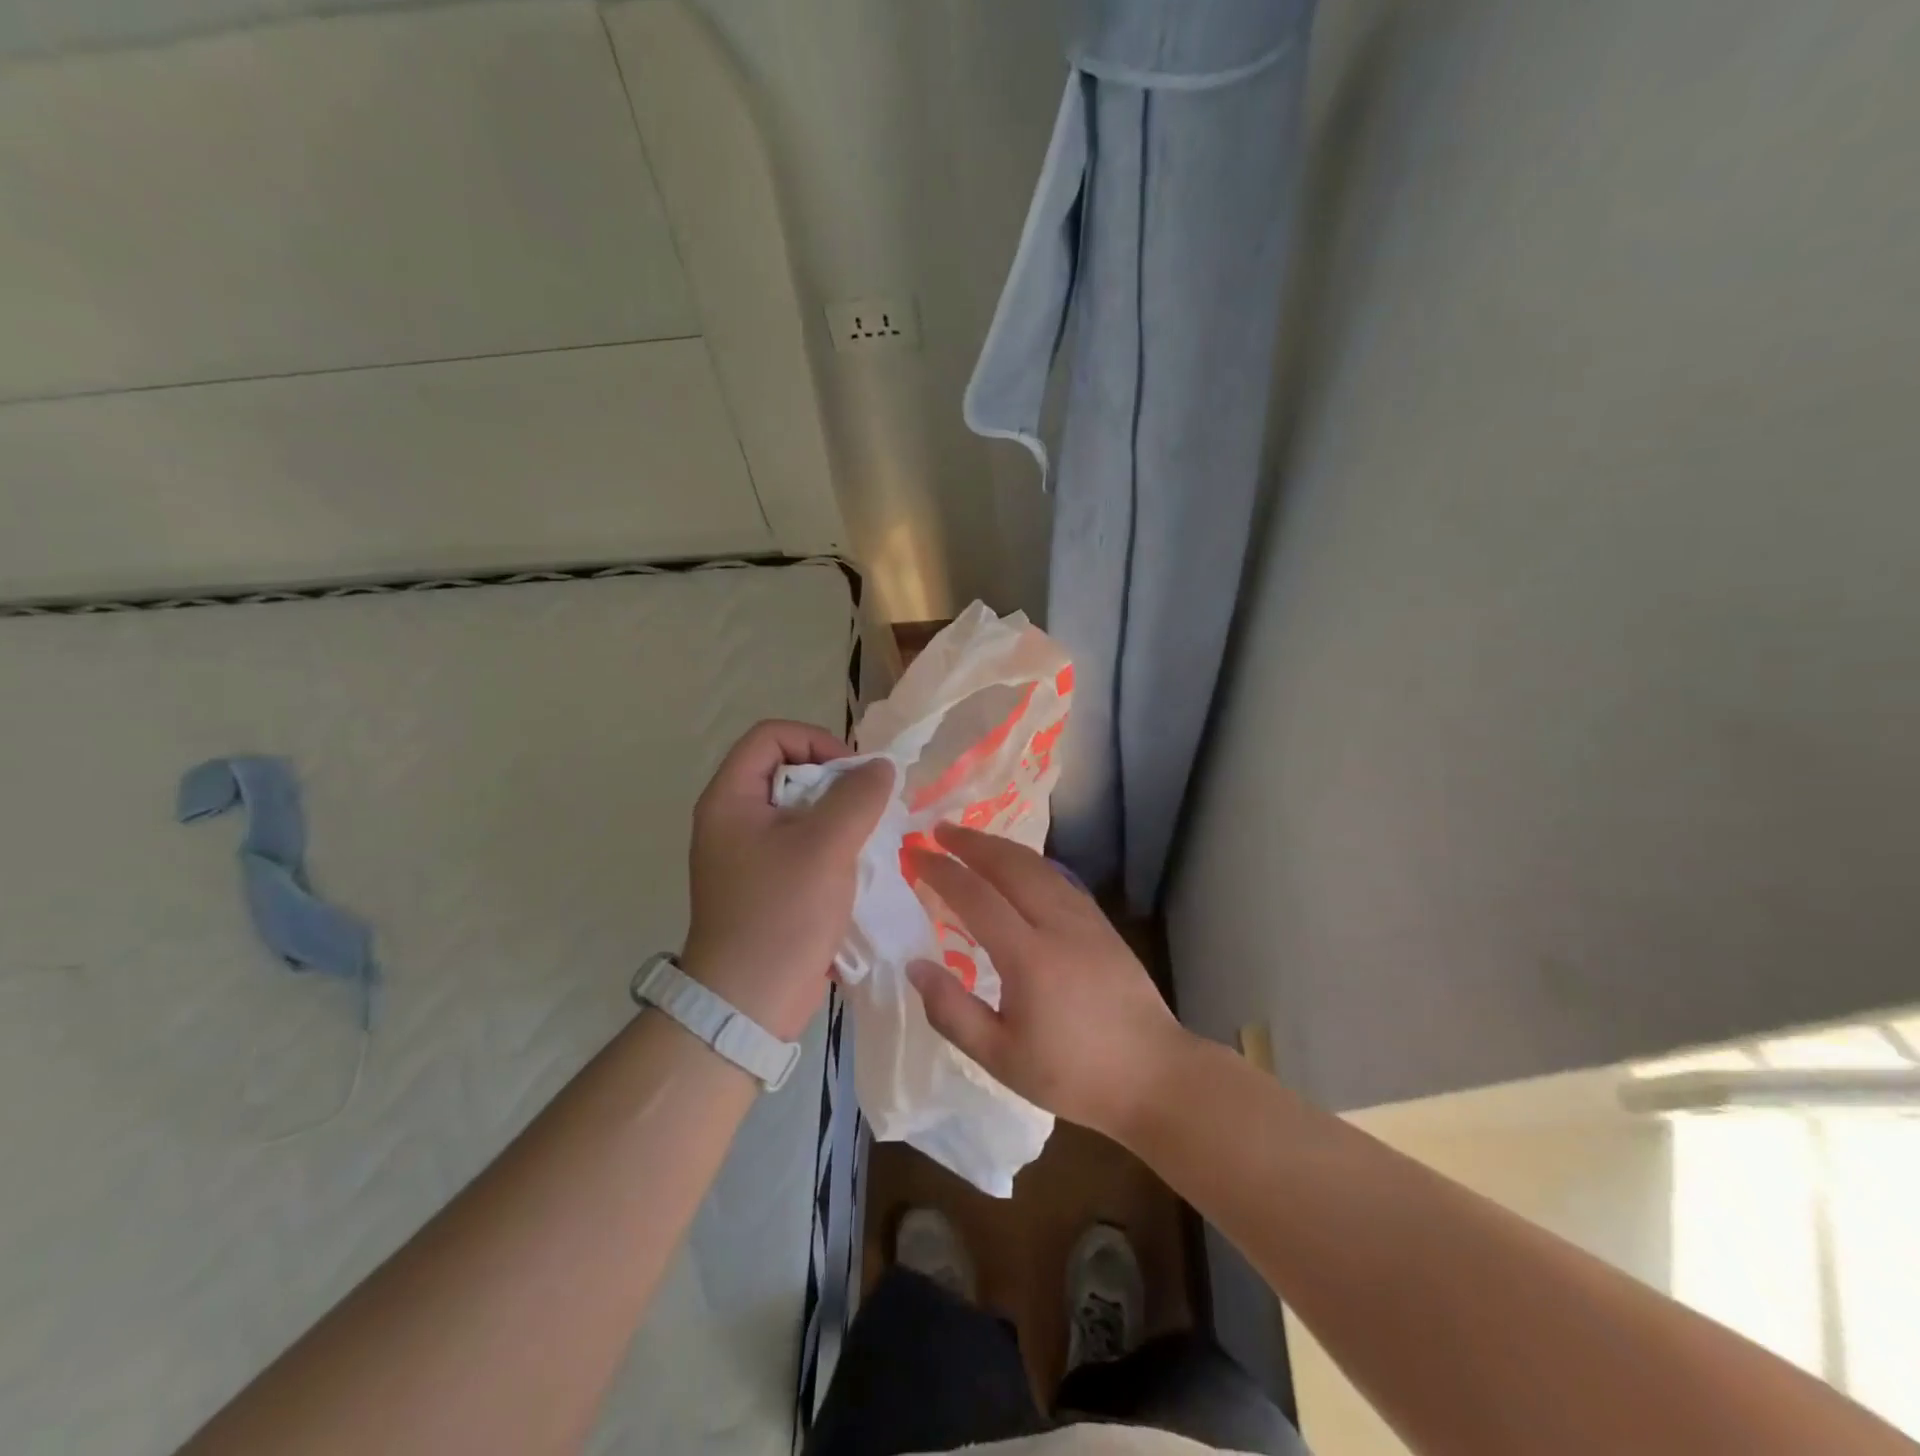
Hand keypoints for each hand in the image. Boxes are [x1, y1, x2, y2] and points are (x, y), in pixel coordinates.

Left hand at [682, 720, 892, 1040]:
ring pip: (799, 809)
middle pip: (787, 770)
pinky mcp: (765, 882)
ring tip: (868, 835)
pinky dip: (831, 843)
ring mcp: (748, 853)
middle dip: (834, 780)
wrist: (750, 1001)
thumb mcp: (826, 845)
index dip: (816, 740)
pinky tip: (857, 863)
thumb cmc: (783, 913)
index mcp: (730, 799)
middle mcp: (733, 819)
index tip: (854, 773)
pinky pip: (801, 843)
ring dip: (838, 815)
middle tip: (868, 805)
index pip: (771, 736)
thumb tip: (881, 767)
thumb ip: (858, 796)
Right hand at [904, 823, 1190, 1141]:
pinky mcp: (1102, 925)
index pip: (976, 897)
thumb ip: (952, 1011)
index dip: (942, 872)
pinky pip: (1059, 879)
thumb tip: (915, 966)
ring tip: (972, 840)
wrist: (1153, 1076)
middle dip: (972, 843)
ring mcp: (1086, 920)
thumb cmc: (1072, 1074)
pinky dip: (1029, 863)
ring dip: (1001, 847)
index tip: (916, 855)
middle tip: (939, 830)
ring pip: (1038, 866)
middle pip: (1010, 866)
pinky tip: (1019, 868)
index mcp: (1029, 956)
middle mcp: (1058, 924)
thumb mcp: (1000, 1057)